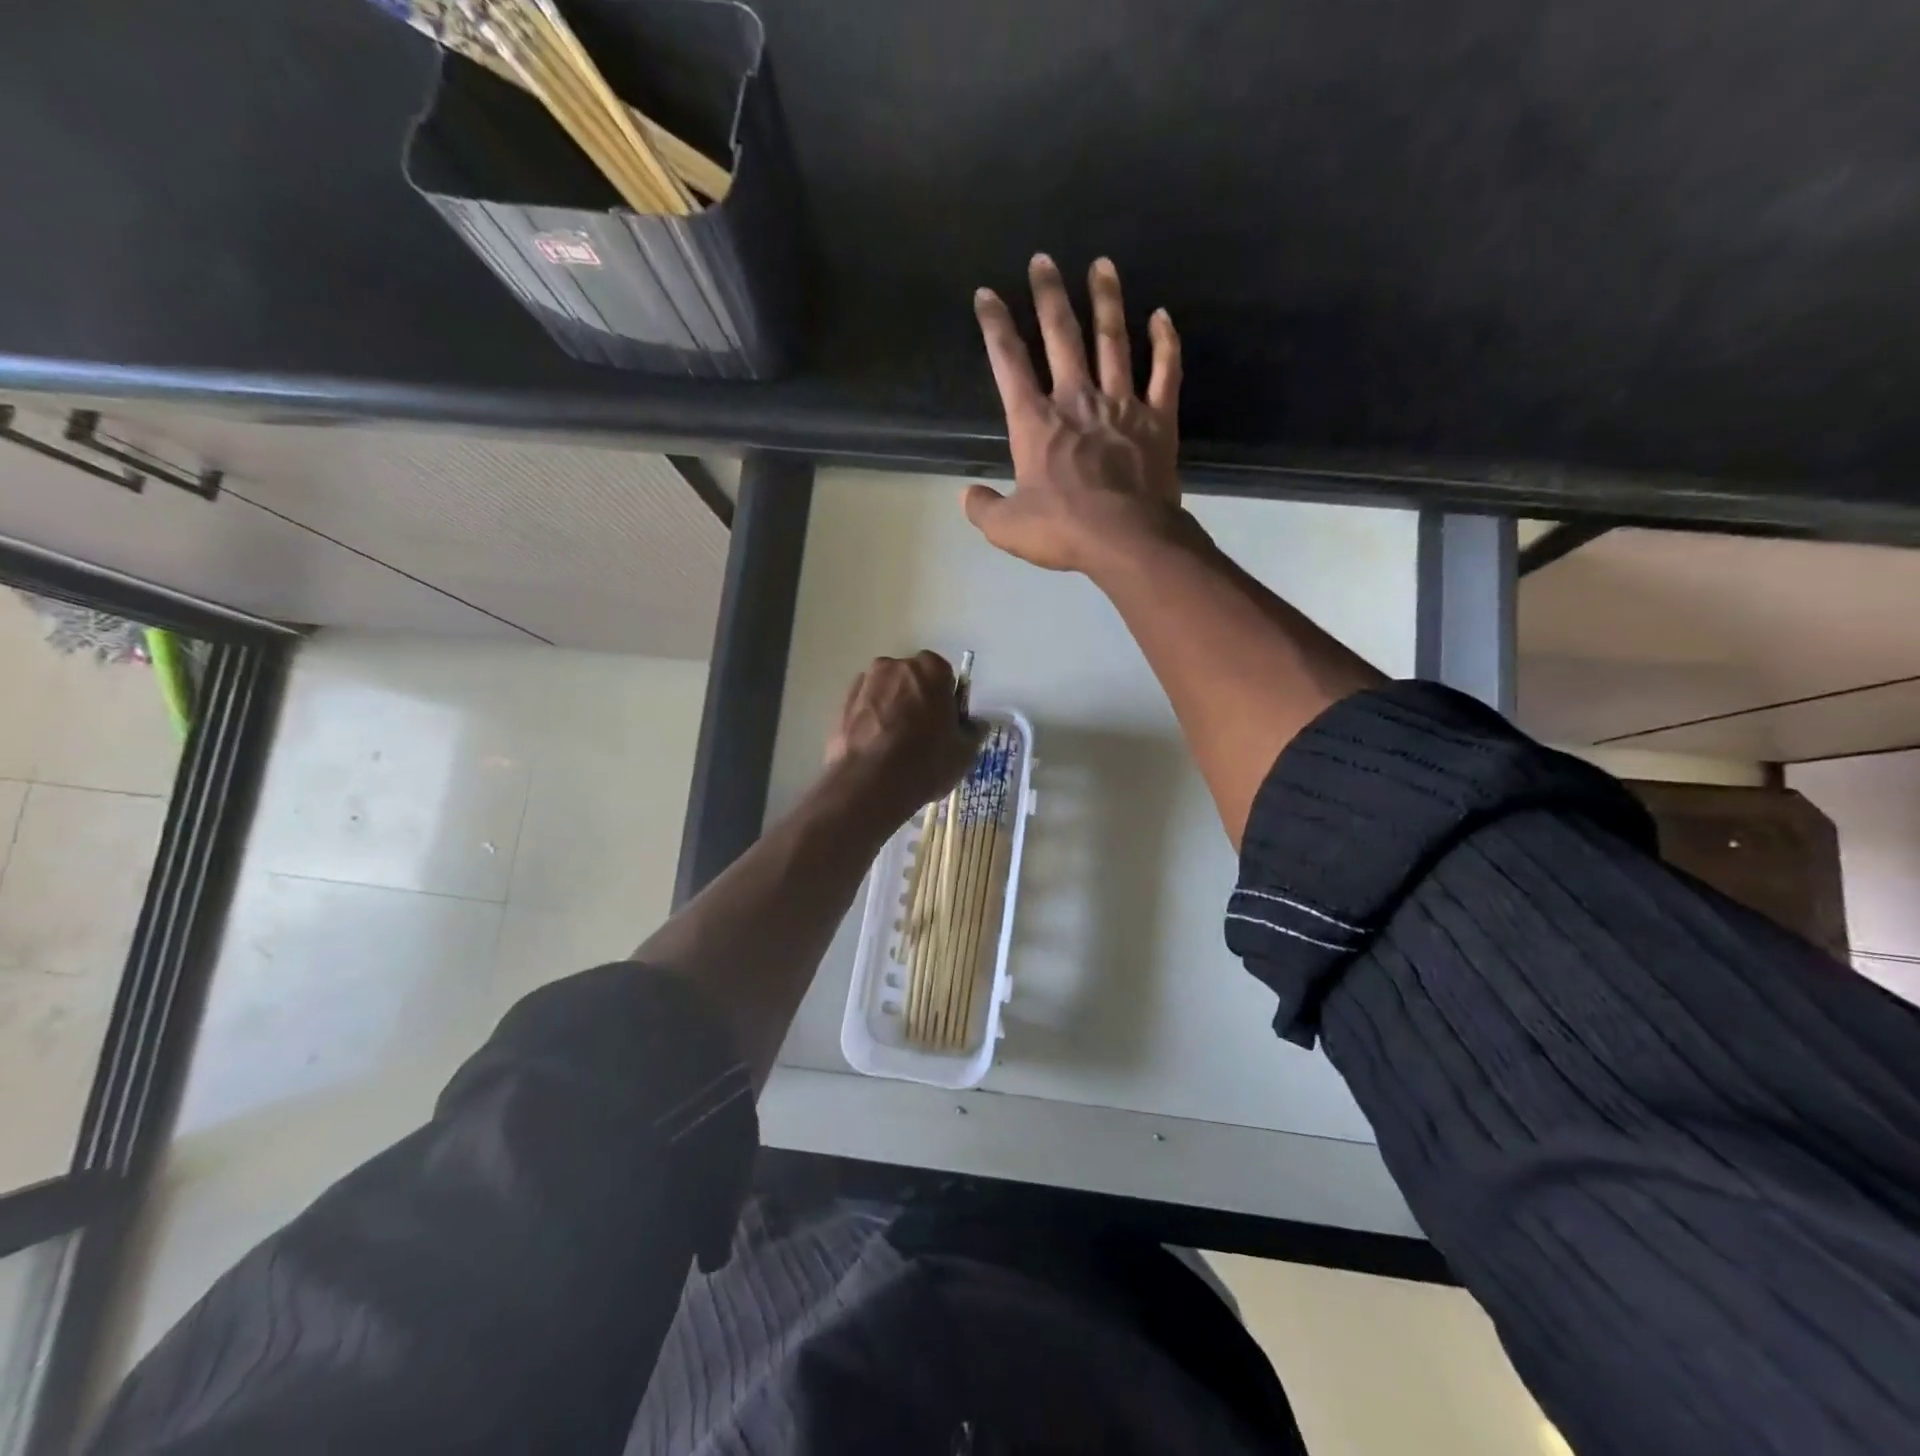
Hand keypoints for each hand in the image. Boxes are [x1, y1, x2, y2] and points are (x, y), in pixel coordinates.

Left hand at [824, 652, 982, 821]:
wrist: (868, 784)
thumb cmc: (925, 762)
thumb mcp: (964, 752)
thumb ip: (973, 731)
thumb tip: (974, 724)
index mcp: (930, 668)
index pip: (944, 676)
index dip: (946, 700)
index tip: (945, 724)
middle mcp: (894, 666)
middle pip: (912, 680)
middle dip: (917, 700)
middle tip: (922, 735)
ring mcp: (864, 683)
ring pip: (886, 693)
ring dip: (892, 709)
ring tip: (895, 746)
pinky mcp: (842, 704)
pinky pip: (865, 708)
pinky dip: (871, 722)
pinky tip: (876, 750)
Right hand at [964, 254, 1184, 574]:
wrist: (1126, 540)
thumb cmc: (1063, 531)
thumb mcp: (1007, 528)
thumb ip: (983, 508)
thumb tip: (966, 496)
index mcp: (1036, 423)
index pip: (1009, 363)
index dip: (995, 326)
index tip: (987, 295)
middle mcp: (1077, 401)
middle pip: (1061, 337)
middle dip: (1049, 296)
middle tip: (1043, 260)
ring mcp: (1121, 405)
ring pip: (1113, 341)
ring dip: (1106, 301)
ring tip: (1102, 265)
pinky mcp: (1157, 419)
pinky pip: (1165, 372)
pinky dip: (1165, 343)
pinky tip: (1162, 317)